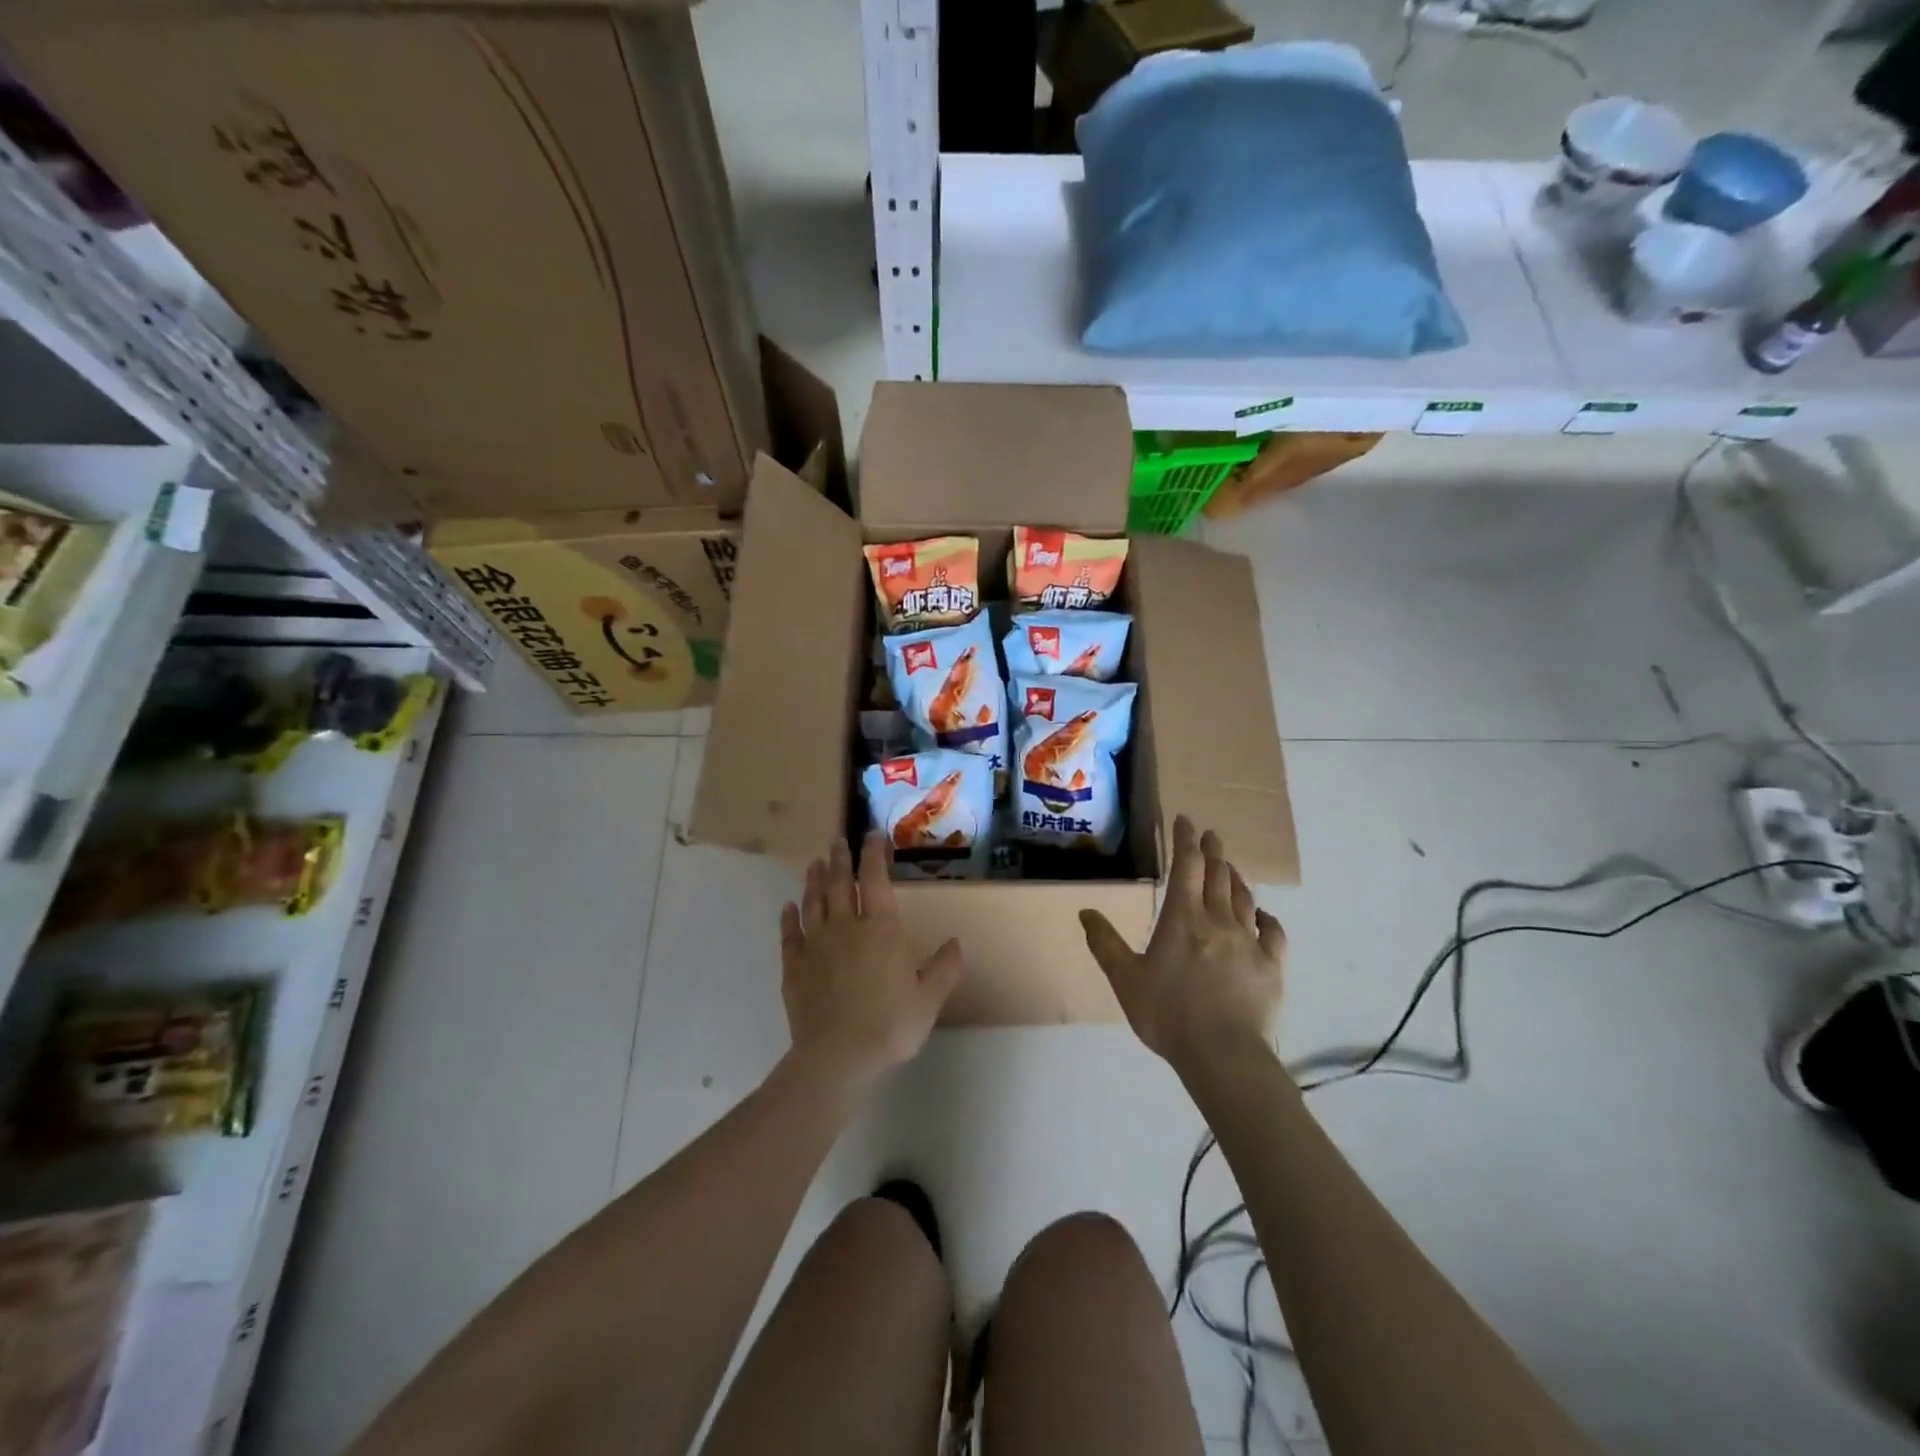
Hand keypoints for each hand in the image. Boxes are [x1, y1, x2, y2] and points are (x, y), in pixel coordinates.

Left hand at [779, 832, 962, 1095]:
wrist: (837, 1057)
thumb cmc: (890, 1026)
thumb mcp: (929, 999)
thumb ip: (943, 968)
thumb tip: (955, 943)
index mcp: (881, 929)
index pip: (876, 879)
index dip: (874, 854)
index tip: (872, 836)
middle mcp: (846, 926)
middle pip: (840, 883)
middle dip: (840, 859)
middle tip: (838, 841)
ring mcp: (815, 944)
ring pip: (814, 902)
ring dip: (815, 880)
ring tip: (815, 863)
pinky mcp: (793, 966)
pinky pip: (789, 934)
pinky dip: (788, 917)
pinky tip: (788, 906)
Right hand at [1080, 816, 1285, 1072]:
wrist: (1223, 1054)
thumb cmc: (1168, 1014)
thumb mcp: (1125, 980)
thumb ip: (1105, 943)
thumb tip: (1085, 911)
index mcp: (1183, 919)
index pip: (1186, 866)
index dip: (1185, 840)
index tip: (1185, 820)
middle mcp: (1218, 920)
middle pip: (1218, 875)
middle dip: (1213, 851)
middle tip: (1210, 835)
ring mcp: (1249, 942)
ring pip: (1243, 898)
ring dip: (1235, 878)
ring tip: (1230, 868)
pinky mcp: (1271, 966)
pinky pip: (1273, 932)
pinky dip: (1267, 918)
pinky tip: (1263, 915)